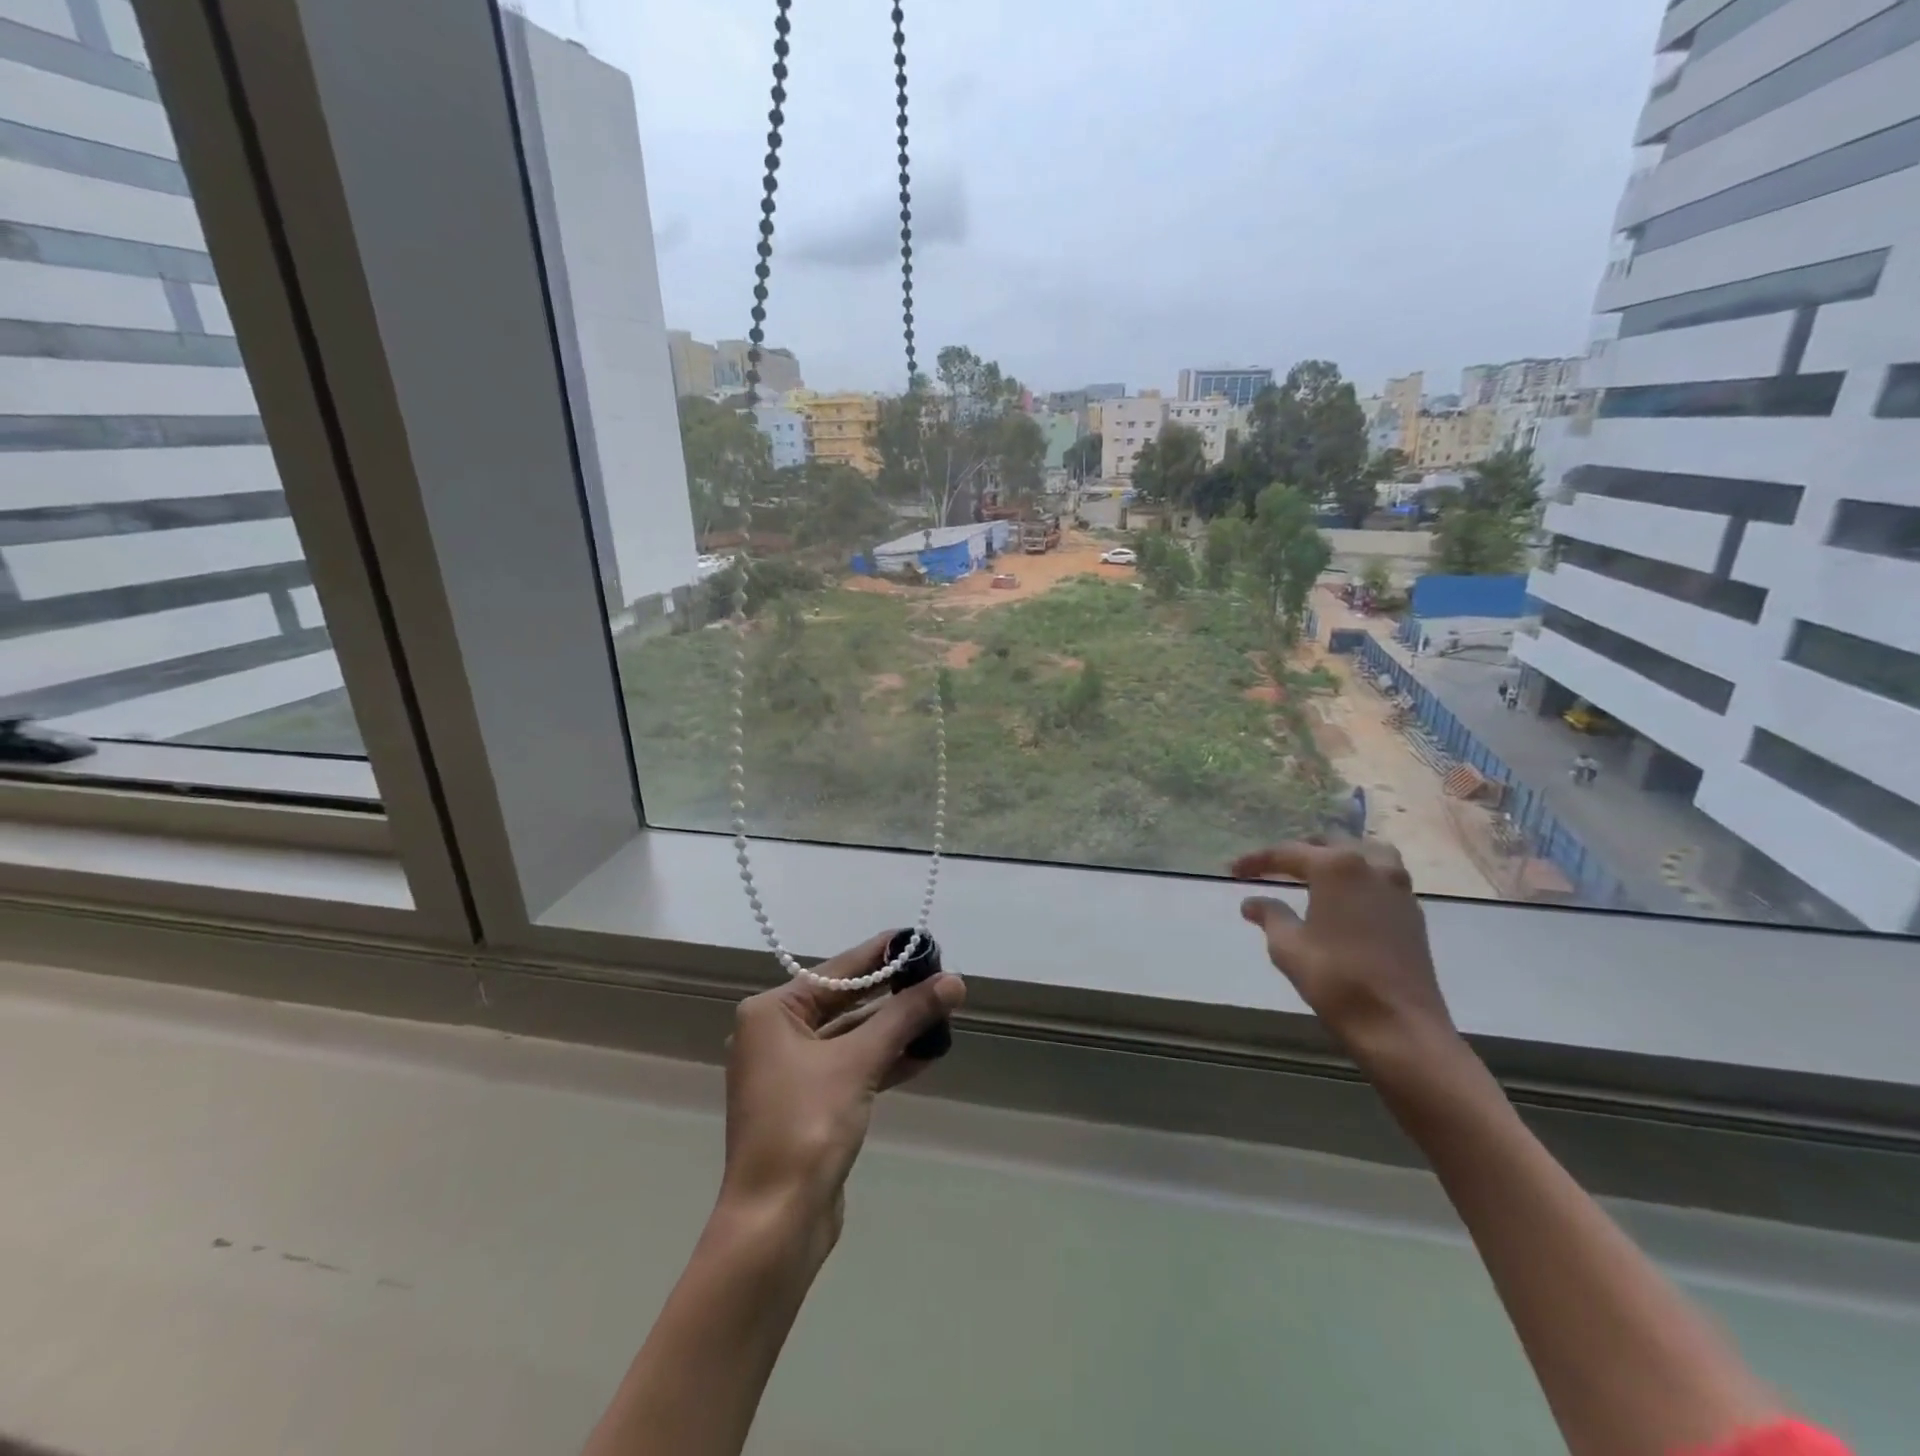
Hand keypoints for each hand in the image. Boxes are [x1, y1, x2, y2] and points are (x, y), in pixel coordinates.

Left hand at [719, 933, 964, 1257]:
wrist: (776, 1222)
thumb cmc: (808, 1125)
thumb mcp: (859, 1061)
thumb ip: (905, 1016)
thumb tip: (953, 981)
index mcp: (772, 1013)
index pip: (837, 971)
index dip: (880, 953)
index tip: (917, 938)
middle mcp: (775, 1034)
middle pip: (844, 1001)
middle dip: (892, 994)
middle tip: (938, 976)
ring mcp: (790, 1071)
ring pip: (851, 1036)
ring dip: (893, 1029)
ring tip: (940, 1013)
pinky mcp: (808, 1102)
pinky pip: (851, 1066)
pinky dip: (883, 1060)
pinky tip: (924, 1055)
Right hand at [1232, 839, 1461, 1076]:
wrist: (1400, 1026)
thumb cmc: (1336, 979)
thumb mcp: (1288, 947)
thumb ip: (1269, 915)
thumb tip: (1252, 902)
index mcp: (1336, 867)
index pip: (1287, 853)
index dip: (1257, 861)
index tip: (1232, 870)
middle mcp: (1371, 866)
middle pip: (1329, 844)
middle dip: (1297, 853)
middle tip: (1271, 869)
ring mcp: (1398, 888)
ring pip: (1365, 854)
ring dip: (1336, 858)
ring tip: (1315, 873)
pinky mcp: (1412, 912)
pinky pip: (1382, 877)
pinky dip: (1359, 877)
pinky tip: (1345, 898)